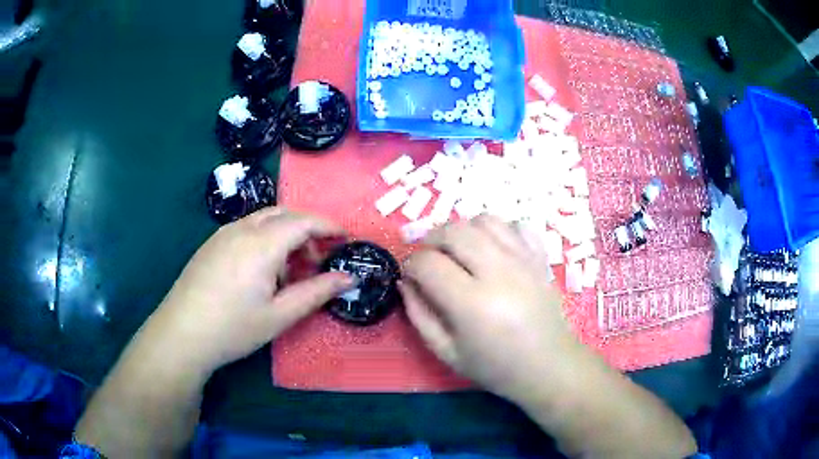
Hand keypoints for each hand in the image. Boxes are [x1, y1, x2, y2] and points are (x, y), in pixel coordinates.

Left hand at [150, 207, 354, 374]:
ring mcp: (223, 234)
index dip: (329, 226)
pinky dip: (265, 239)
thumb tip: (349, 278)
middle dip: (307, 230)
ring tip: (289, 270)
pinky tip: (261, 271)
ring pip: (264, 220)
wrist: (181, 333)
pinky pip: (246, 229)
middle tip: (318, 260)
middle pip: (284, 214)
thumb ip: (317, 292)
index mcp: (262, 243)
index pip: (304, 221)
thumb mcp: (280, 315)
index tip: (347, 238)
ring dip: (285, 235)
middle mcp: (242, 228)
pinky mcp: (211, 244)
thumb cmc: (234, 327)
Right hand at [401, 215, 590, 403]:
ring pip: (484, 220)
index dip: (411, 265)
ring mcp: (523, 260)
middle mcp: (498, 272)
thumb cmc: (495, 367)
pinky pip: (516, 225)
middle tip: (430, 259)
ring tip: (458, 251)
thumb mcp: (446, 352)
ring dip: (463, 230)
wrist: (548, 366)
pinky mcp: (539, 258)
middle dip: (431, 240)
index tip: (411, 276)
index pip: (428, 263)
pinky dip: (498, 231)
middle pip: (454, 231)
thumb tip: (406, 282)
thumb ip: (419, 315)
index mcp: (471, 303)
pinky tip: (492, 250)